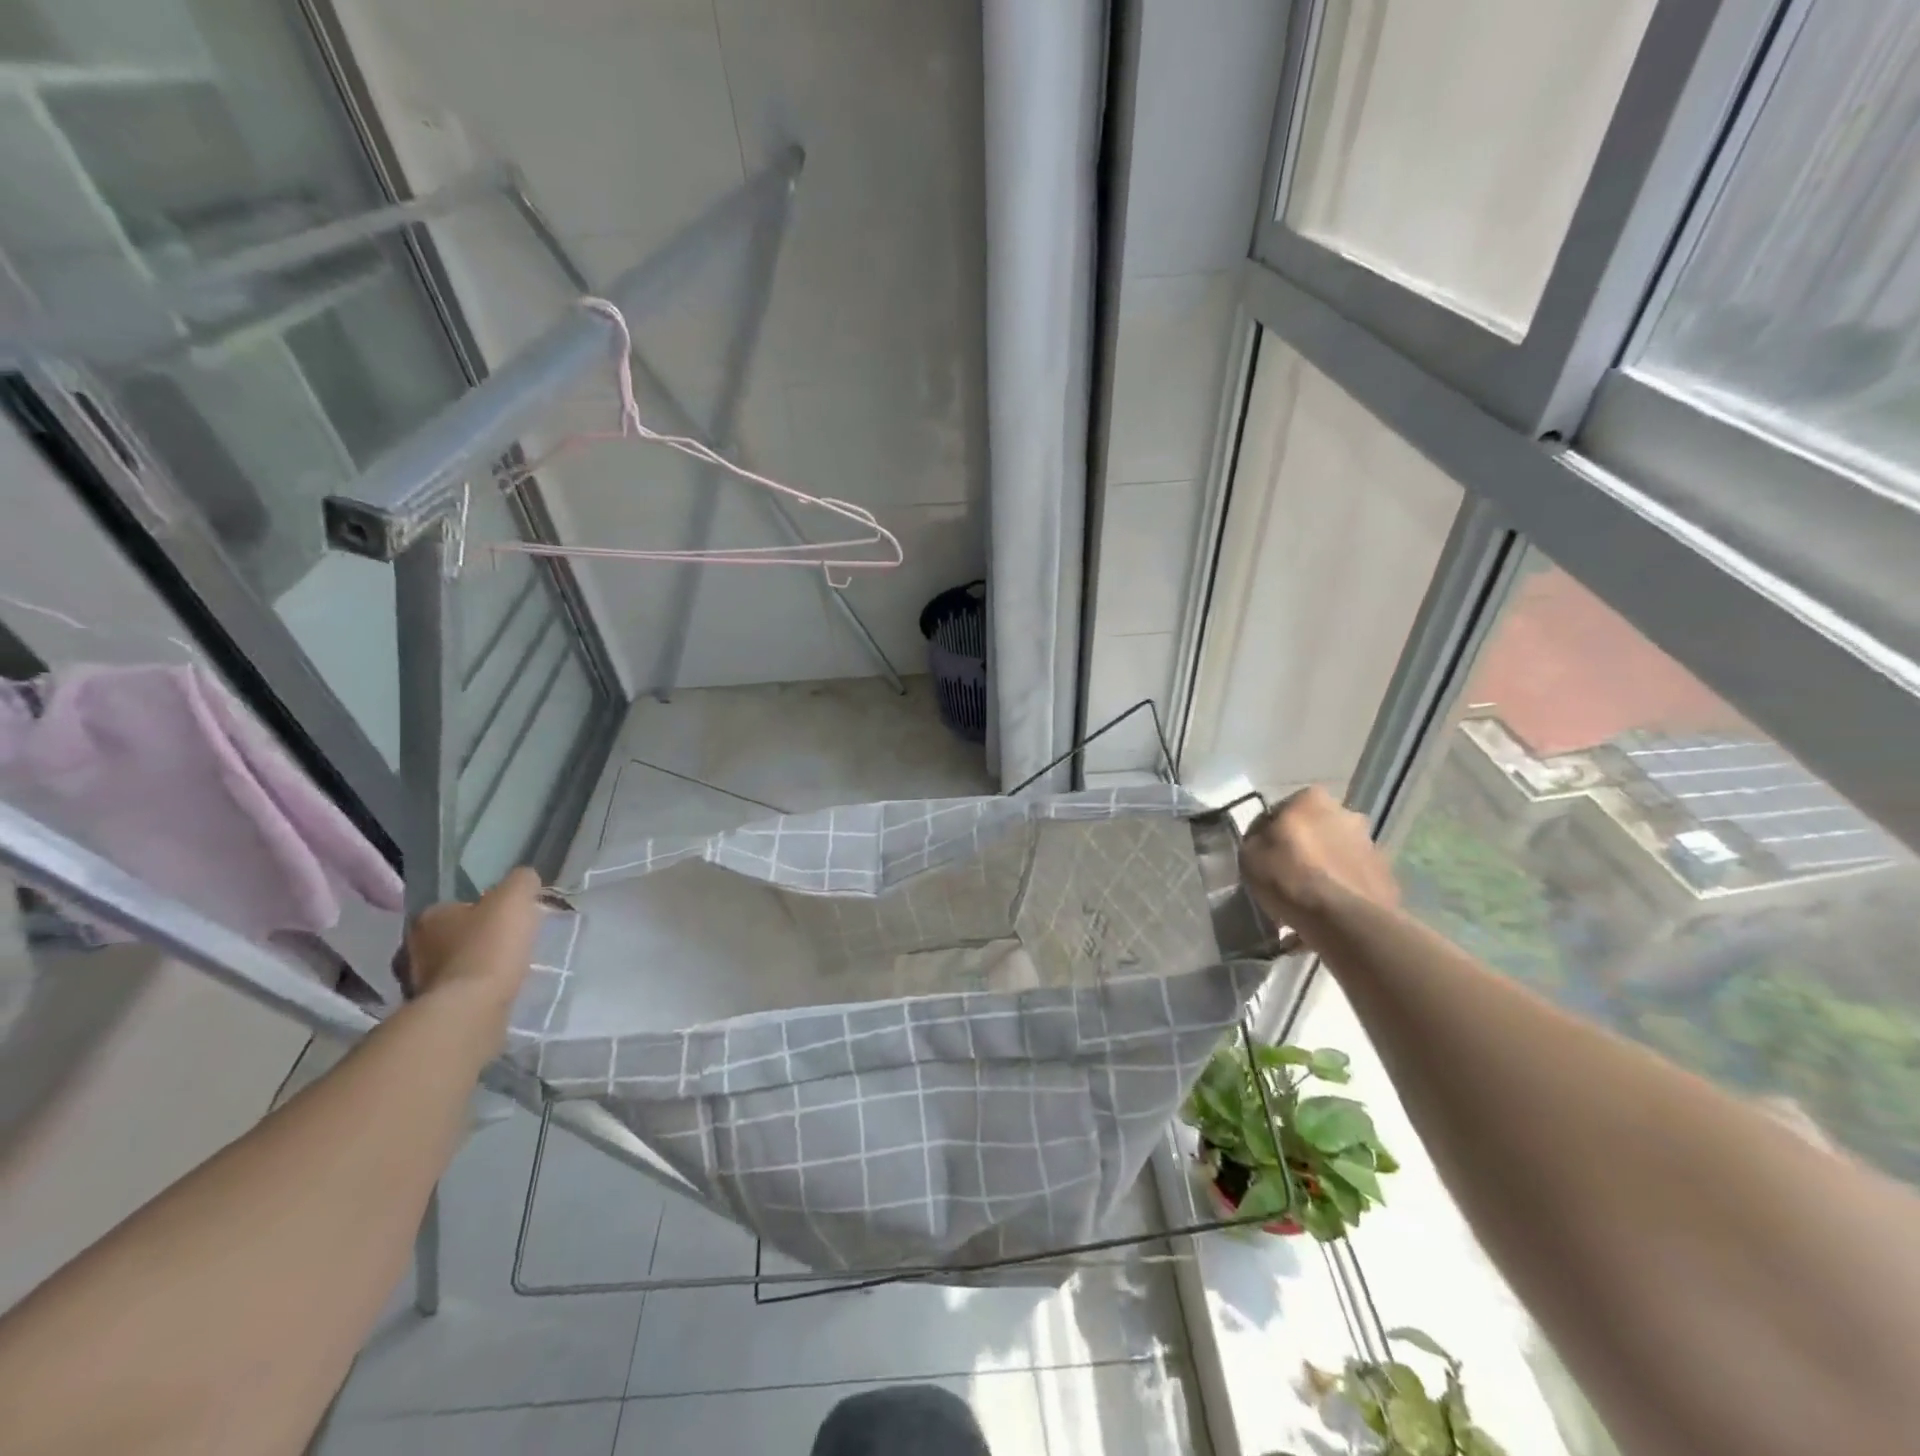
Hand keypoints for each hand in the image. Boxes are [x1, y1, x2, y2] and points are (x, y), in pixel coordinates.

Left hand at [402, 867, 542, 1021]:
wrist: (470, 1010)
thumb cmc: (489, 947)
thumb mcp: (515, 899)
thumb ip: (521, 882)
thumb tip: (524, 880)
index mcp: (428, 916)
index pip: (456, 906)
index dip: (483, 910)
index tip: (506, 921)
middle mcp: (410, 948)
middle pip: (449, 937)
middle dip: (472, 940)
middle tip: (505, 945)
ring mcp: (413, 983)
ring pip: (448, 967)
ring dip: (469, 968)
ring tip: (501, 973)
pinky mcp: (426, 1013)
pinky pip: (452, 994)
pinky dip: (468, 993)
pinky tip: (490, 994)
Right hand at [1240, 787, 1398, 936]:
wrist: (1345, 920)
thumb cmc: (1289, 878)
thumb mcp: (1249, 855)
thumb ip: (1256, 840)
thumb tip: (1265, 841)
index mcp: (1310, 798)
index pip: (1279, 812)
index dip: (1267, 835)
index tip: (1261, 857)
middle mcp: (1345, 812)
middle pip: (1313, 830)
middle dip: (1302, 848)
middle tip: (1286, 875)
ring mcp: (1370, 844)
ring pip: (1335, 854)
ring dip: (1323, 869)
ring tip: (1306, 899)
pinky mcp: (1386, 875)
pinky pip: (1352, 878)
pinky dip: (1340, 889)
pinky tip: (1325, 912)